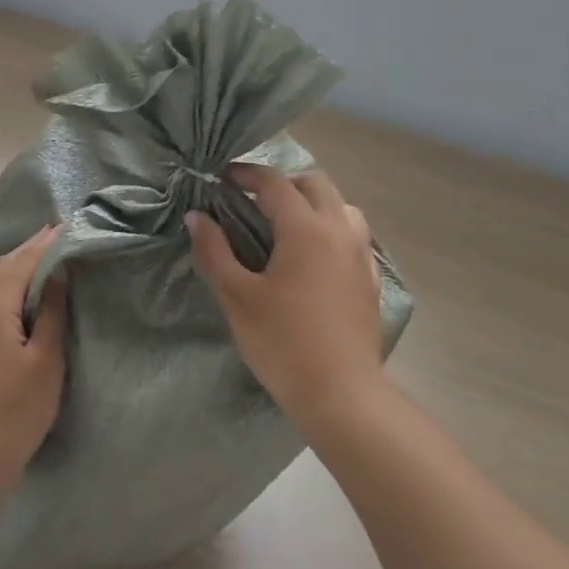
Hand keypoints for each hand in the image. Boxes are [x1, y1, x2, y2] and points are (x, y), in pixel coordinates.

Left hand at [0, 225, 67, 500]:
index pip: (22, 260)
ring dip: (21, 266)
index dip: (47, 241)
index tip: (71, 223)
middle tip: (62, 234)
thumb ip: (51, 311)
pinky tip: (28, 297)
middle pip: (5, 267)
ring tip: (50, 258)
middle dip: (32, 248)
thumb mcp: (45, 359)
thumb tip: (58, 272)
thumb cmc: (15, 410)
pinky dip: (13, 287)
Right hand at [186, 164, 383, 432]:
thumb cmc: (282, 343)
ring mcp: (361, 254)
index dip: (246, 174)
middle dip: (283, 183)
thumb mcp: (237, 297)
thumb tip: (197, 216)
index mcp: (305, 228)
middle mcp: (339, 230)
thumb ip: (214, 251)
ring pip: (342, 206)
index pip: (275, 182)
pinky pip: (354, 235)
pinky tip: (315, 257)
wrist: (341, 394)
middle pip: (315, 183)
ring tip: (287, 225)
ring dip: (314, 203)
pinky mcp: (371, 279)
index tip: (222, 178)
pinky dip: (332, 229)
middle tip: (253, 201)